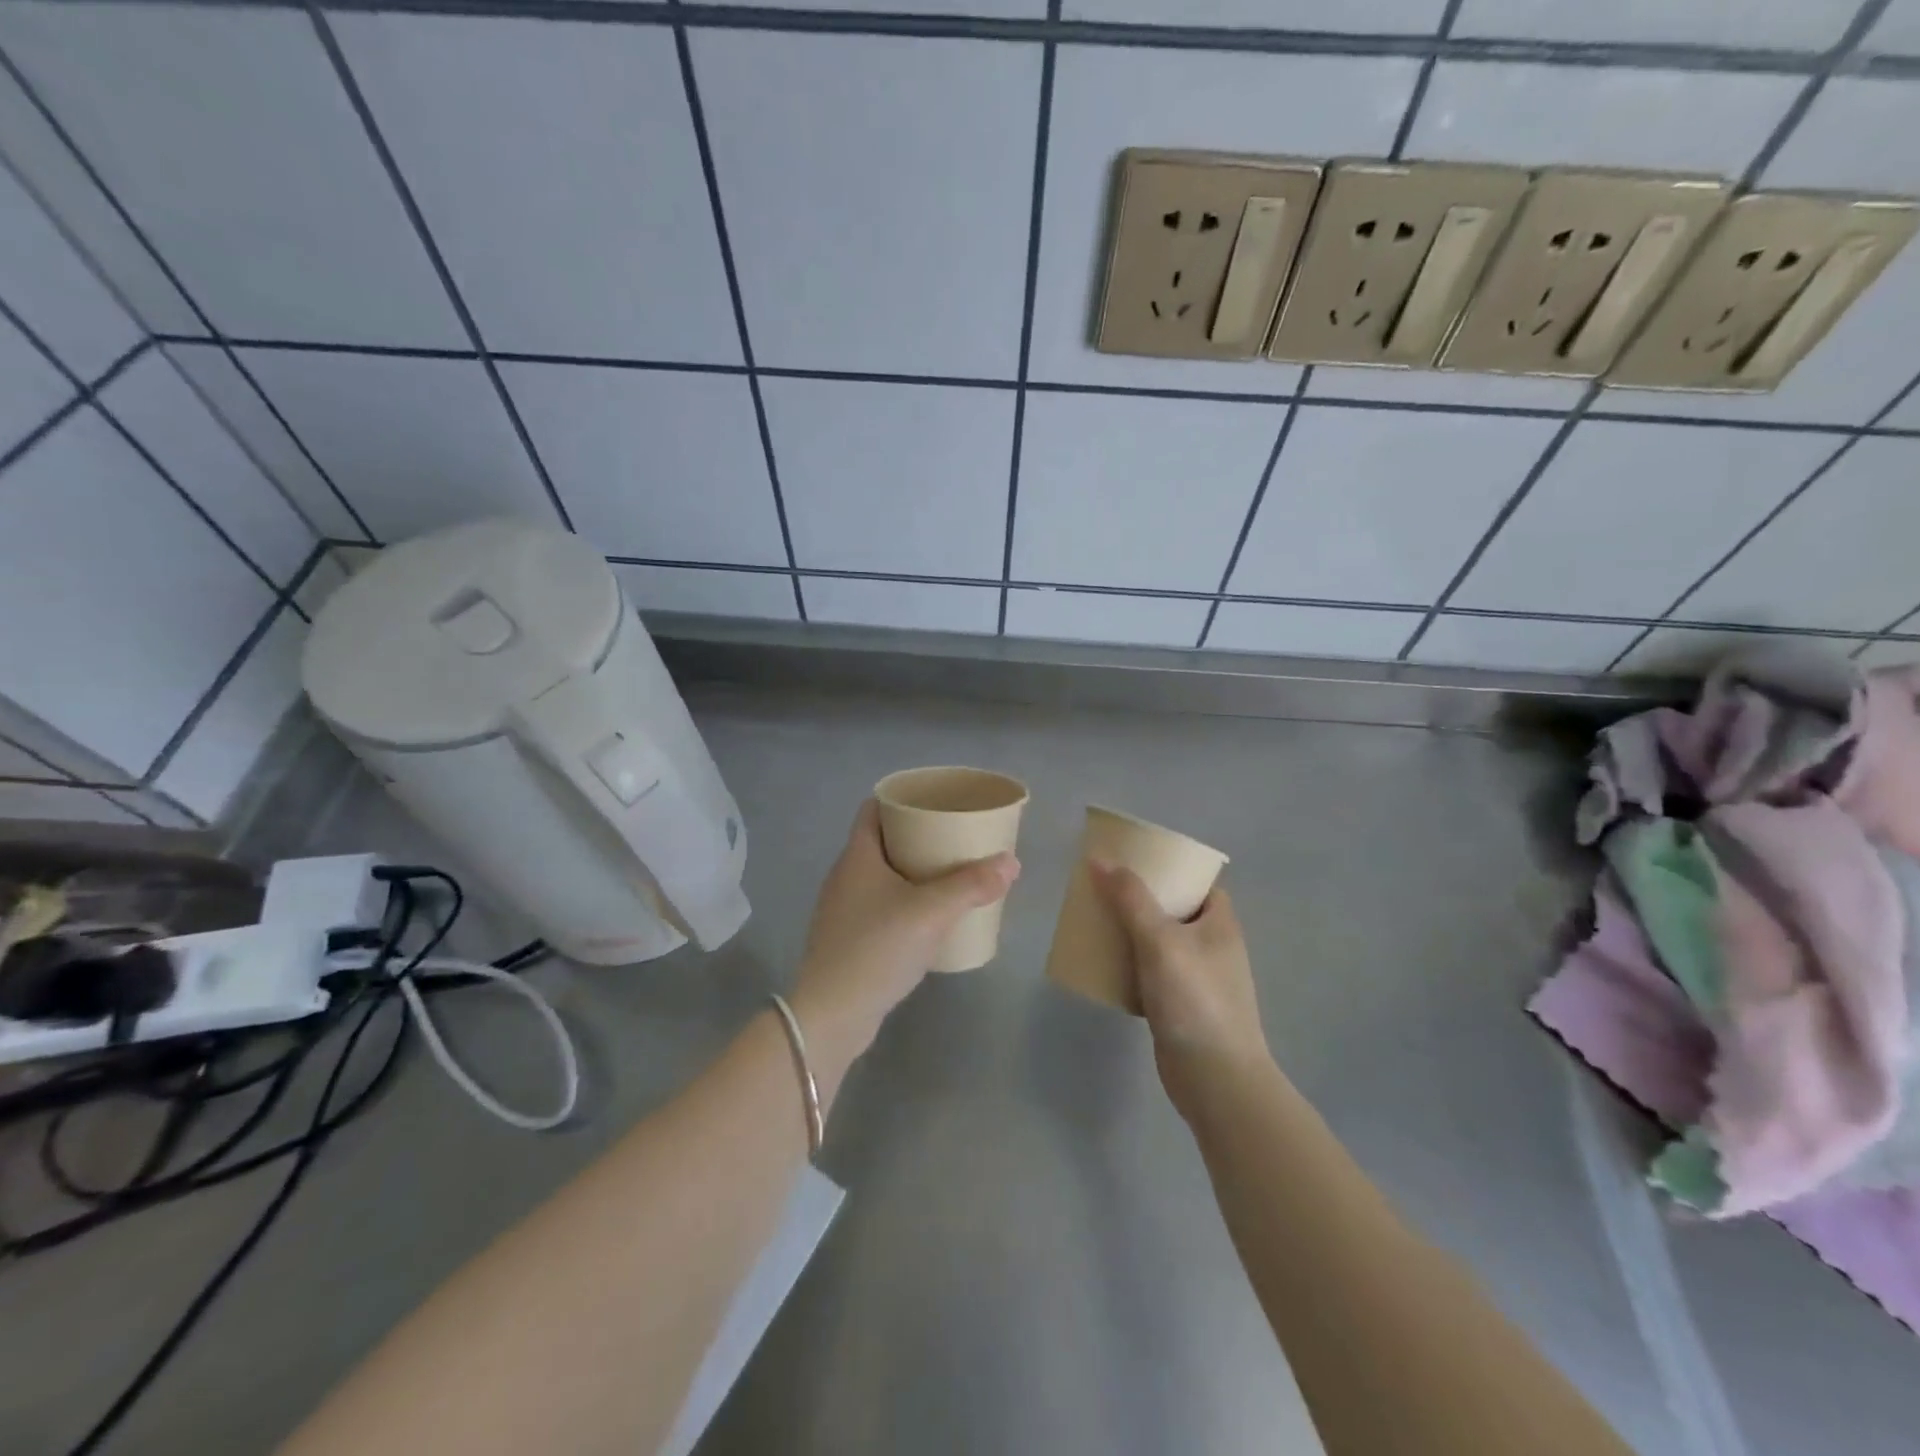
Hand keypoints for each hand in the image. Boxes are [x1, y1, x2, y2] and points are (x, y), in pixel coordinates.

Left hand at [791, 800, 1018, 1061]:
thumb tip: (1011, 862)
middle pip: (882, 841)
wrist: (832, 1016)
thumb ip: (972, 885)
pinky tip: (930, 918)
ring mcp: (843, 910)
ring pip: (882, 876)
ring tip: (950, 875)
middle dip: (917, 837)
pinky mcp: (848, 940)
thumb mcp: (931, 912)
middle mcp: (845, 876)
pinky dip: (905, 902)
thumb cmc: (877, 949)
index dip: (901, 800)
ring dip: (913, 872)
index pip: (873, 809)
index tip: (935, 802)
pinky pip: (881, 906)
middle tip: (954, 838)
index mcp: (857, 856)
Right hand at [1089, 864, 1270, 1117]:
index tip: (1134, 861)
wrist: (1214, 1079)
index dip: (1169, 868)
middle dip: (1139, 899)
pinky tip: (1103, 966)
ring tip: (1097, 921)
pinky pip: (1150, 974)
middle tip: (1104, 889)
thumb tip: (1099, 859)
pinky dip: (1129, 966)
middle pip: (1173, 910)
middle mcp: (1212, 946)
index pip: (1198, 882)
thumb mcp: (1160, 940)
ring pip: (1158, 943)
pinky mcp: (1180, 1007)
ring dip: (1130, 933)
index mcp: (1220, 923)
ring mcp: (1198, 979)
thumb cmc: (1194, 999)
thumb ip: (1130, 899)